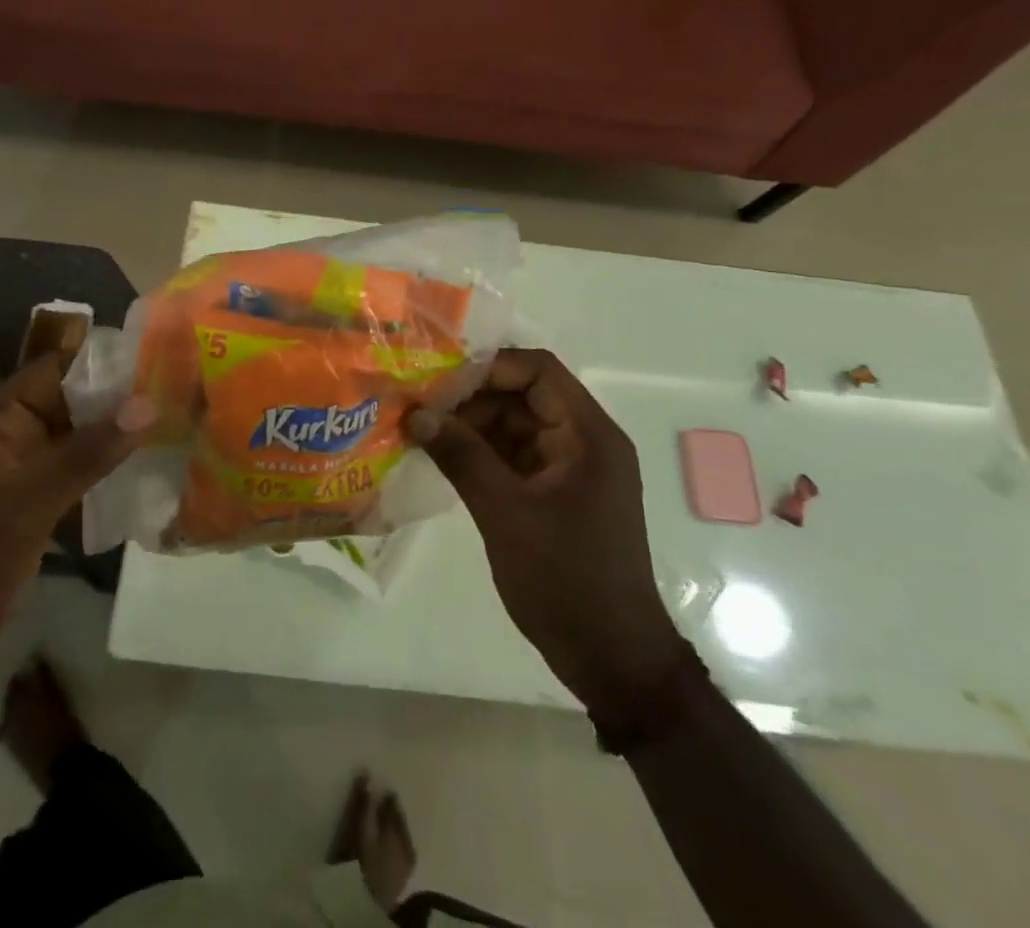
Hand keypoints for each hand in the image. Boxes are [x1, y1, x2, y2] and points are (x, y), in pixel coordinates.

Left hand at [0, 356, 150, 691]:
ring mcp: (21, 469)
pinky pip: (75, 469)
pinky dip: (105, 466)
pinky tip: (145, 469)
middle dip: (119, 398)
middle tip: (177, 393)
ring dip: (116, 433)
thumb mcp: (32, 502)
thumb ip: (90, 452)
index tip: (159, 359)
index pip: (57, 368)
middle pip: (72, 400)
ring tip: (172, 424)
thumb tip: (148, 404)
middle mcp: (10, 434)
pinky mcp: (32, 500)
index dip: (105, 362)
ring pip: (77, 436)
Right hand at [407, 350, 684, 718]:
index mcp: (589, 435)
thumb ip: (461, 456)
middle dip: (472, 397)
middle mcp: (584, 441)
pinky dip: (482, 453)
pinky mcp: (556, 495)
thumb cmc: (566, 580)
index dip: (489, 367)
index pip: (538, 370)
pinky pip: (516, 456)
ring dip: (472, 425)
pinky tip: (442, 457)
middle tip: (421, 406)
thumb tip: (416, 413)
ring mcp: (571, 469)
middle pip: (524, 395)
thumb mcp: (506, 513)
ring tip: (422, 429)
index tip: (439, 379)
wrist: (613, 661)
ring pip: (516, 425)